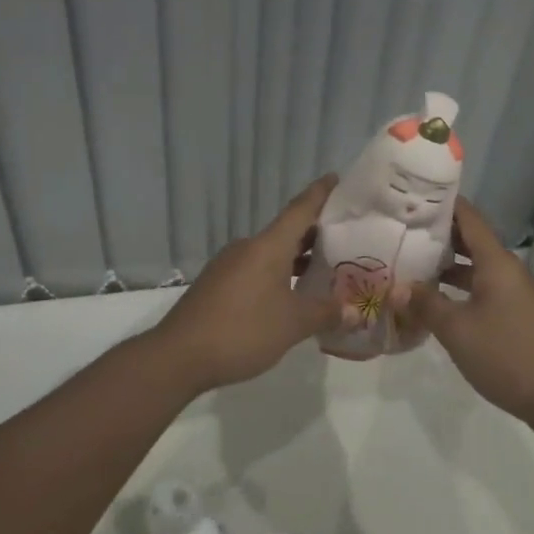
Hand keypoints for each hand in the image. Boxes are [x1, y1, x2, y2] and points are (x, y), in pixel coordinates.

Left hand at [150, 176, 343, 392]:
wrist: (178, 355)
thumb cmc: (242, 330)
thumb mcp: (293, 324)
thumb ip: (325, 313)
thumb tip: (355, 311)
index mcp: (268, 246)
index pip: (300, 209)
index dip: (320, 193)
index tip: (337, 178)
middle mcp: (248, 247)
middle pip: (287, 231)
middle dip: (316, 233)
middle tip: (346, 237)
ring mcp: (229, 265)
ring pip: (271, 252)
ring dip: (296, 257)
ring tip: (324, 269)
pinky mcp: (217, 284)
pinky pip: (256, 269)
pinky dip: (278, 274)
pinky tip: (290, 295)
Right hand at [405, 197, 533, 429]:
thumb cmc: (507, 355)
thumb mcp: (457, 330)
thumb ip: (426, 304)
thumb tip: (398, 287)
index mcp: (496, 262)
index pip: (468, 217)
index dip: (442, 204)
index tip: (412, 197)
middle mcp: (507, 270)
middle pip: (471, 240)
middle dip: (438, 235)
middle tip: (401, 231)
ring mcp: (514, 293)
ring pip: (476, 266)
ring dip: (447, 264)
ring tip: (411, 264)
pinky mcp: (516, 314)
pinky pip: (483, 288)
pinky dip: (459, 287)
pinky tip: (436, 300)